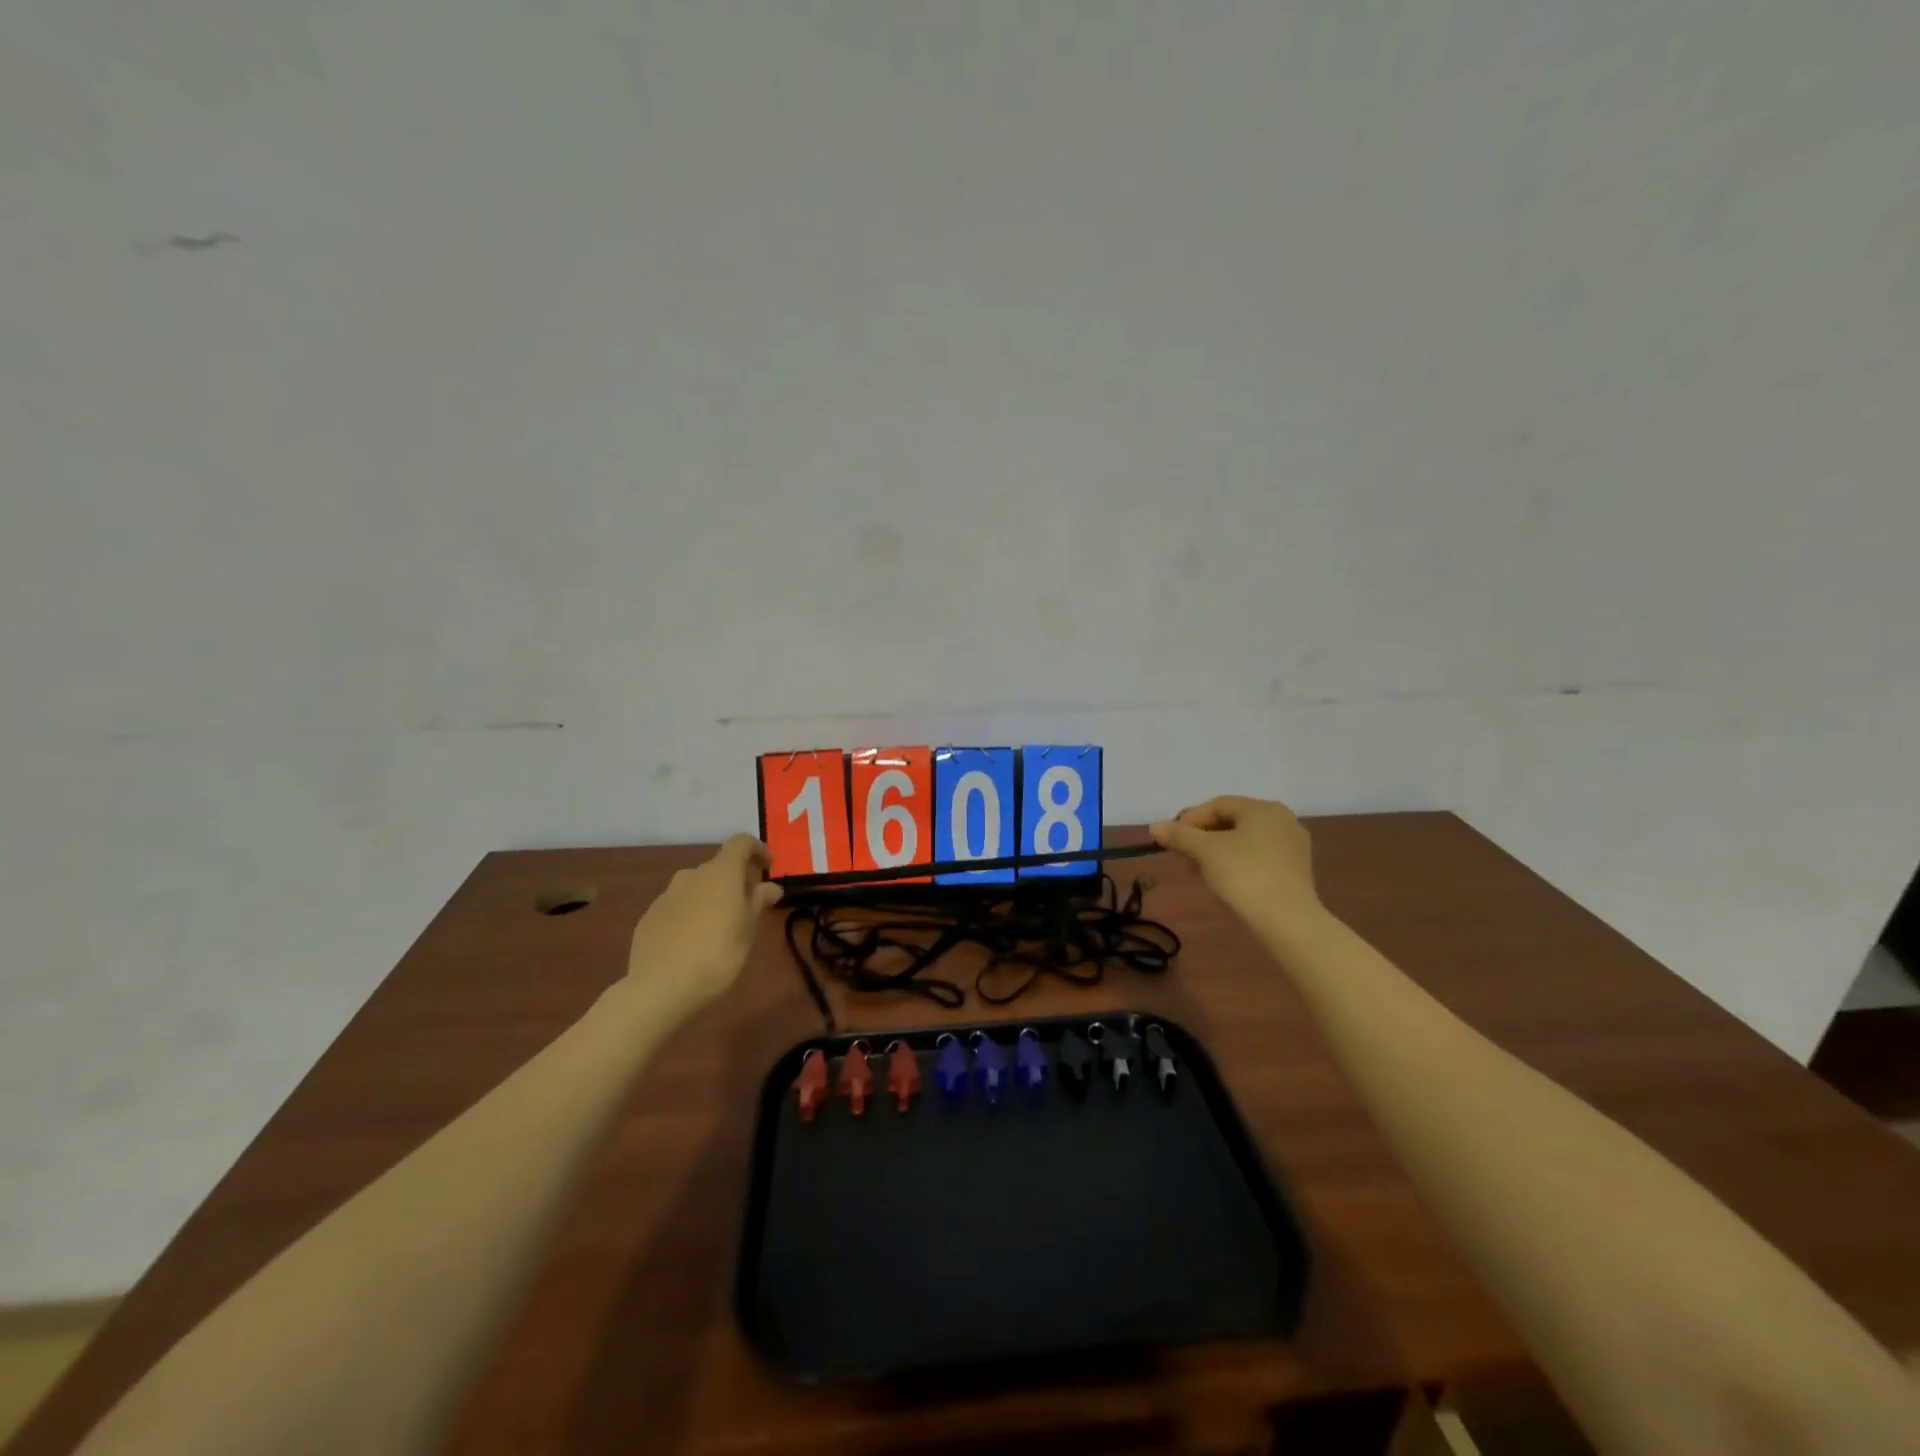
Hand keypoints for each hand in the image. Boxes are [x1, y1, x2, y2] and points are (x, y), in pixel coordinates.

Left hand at [625, 835, 782, 1011]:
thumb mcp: (748, 930)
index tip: (768, 868)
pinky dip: (690, 912)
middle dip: (735, 879)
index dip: (758, 850)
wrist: (659, 988)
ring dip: (711, 895)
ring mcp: (667, 895)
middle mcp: (692, 875)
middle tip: (748, 904)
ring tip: (719, 924)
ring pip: (696, 886)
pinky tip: (692, 939)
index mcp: (721, 873)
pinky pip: (677, 905)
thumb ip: (759, 901)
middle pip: (719, 866)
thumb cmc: (717, 956)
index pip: (741, 843)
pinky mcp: (649, 916)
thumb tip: (770, 886)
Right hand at [1150, 796, 1321, 927]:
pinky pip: (1259, 859)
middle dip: (1203, 838)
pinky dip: (1238, 865)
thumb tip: (1155, 826)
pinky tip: (1226, 883)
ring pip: (1245, 842)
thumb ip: (1179, 835)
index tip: (1172, 841)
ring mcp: (1293, 847)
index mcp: (1262, 808)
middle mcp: (1282, 820)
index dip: (1190, 820)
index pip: (1217, 805)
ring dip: (1218, 853)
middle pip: (1231, 822)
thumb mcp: (1205, 851)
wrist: (1287, 921)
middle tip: (1185, 858)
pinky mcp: (1296, 871)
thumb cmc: (1244, 875)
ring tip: (1202, 874)